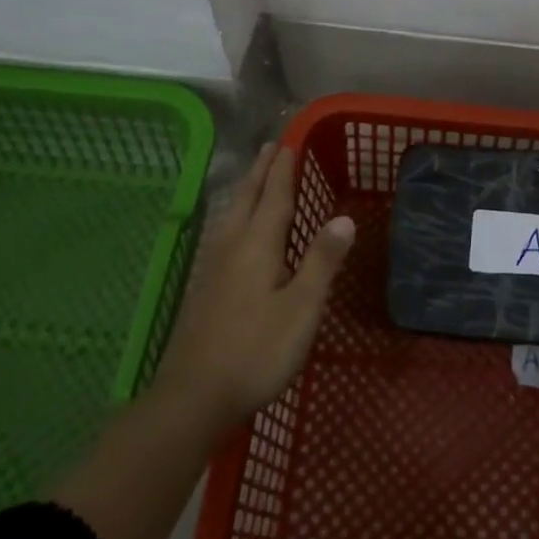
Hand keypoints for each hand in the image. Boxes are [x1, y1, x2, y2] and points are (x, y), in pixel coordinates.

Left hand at [153, 143, 355, 431]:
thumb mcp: (302, 308)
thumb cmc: (256, 351)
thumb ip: (322, 261)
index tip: (290, 142)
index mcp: (256, 246)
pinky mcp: (204, 289)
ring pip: (231, 215)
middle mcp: (231, 247)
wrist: (194, 396)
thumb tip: (344, 217)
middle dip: (261, 172)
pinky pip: (223, 233)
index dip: (284, 170)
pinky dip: (235, 215)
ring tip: (255, 178)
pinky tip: (233, 231)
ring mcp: (212, 268)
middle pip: (247, 199)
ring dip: (246, 190)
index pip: (274, 197)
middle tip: (271, 147)